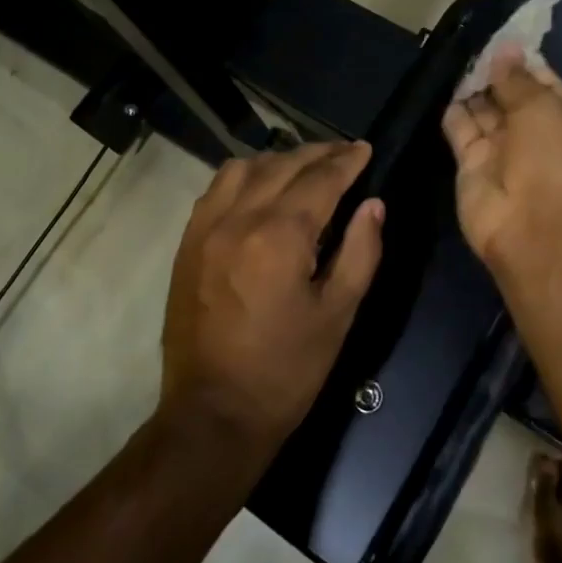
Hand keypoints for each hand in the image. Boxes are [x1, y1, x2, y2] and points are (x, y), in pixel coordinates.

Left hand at [160, 141, 384, 457]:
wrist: (214, 413)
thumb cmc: (287, 370)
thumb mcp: (338, 314)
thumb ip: (360, 252)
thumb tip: (373, 205)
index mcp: (279, 236)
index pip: (320, 180)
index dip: (347, 161)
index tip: (365, 149)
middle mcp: (238, 219)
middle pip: (283, 165)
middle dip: (318, 154)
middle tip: (345, 153)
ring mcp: (205, 228)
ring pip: (244, 168)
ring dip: (279, 159)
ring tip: (305, 166)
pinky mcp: (187, 243)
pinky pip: (216, 189)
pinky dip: (244, 176)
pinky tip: (260, 186)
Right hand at [441, 47, 561, 275]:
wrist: (535, 230)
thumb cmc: (554, 160)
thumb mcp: (543, 108)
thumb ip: (518, 79)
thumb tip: (504, 50)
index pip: (543, 83)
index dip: (522, 62)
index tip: (500, 38)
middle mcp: (535, 135)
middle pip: (510, 97)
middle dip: (494, 73)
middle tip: (472, 44)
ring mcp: (502, 153)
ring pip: (484, 113)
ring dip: (472, 89)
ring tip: (455, 58)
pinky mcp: (471, 167)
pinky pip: (461, 132)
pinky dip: (454, 112)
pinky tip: (445, 85)